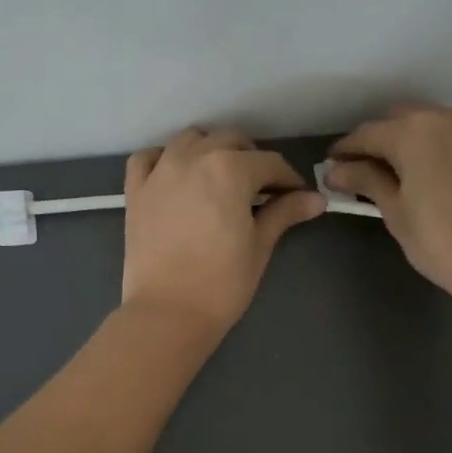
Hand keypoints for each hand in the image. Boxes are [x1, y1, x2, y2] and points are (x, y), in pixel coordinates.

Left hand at [121, 128, 326, 335]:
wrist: (168, 313)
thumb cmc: (222, 283)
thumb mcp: (260, 246)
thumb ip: (284, 213)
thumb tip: (316, 199)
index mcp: (230, 169)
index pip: (270, 163)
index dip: (288, 180)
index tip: (296, 197)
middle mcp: (193, 158)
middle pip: (230, 141)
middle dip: (252, 159)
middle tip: (261, 189)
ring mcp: (159, 171)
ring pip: (189, 140)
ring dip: (210, 149)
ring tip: (220, 178)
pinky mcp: (135, 191)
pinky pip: (147, 158)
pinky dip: (163, 159)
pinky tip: (175, 176)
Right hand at [326, 104, 451, 304]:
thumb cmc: (440, 240)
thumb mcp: (395, 211)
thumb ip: (366, 182)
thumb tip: (336, 171)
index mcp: (412, 131)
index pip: (365, 134)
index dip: (344, 152)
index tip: (328, 169)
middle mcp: (441, 117)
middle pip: (394, 120)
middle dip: (372, 142)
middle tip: (355, 172)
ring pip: (422, 123)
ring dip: (400, 140)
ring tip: (384, 172)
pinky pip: (444, 132)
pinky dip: (425, 143)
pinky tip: (416, 169)